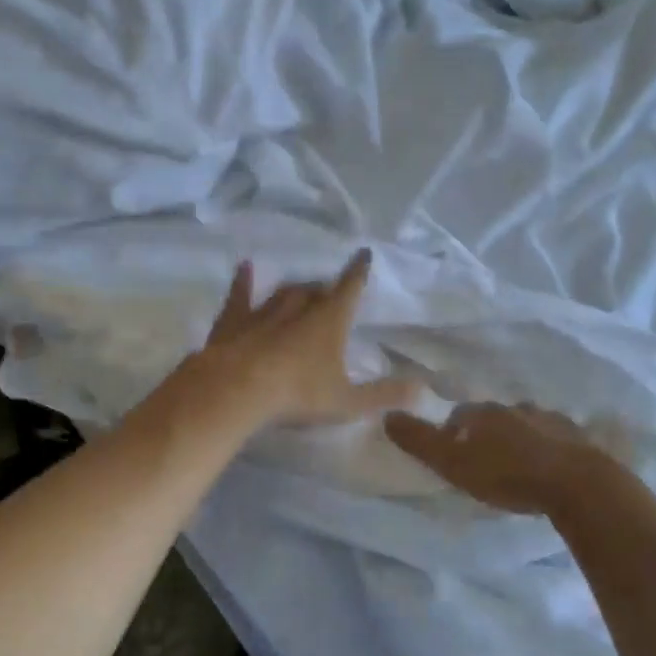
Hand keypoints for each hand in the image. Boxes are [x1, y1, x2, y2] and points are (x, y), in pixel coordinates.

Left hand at [191, 250, 417, 428]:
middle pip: (314, 291)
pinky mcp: (233, 321)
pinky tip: (244, 267)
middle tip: (328, 291)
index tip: (363, 253)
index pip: (349, 289)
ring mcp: (263, 312)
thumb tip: (422, 389)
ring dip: (294, 290)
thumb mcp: (347, 401)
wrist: (237, 389)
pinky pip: (241, 296)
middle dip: (324, 289)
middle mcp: (298, 308)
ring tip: (300, 289)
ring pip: (283, 293)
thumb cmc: (298, 394)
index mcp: (329, 322)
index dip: (358, 271)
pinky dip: (243, 282)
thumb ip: (384, 395)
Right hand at [384, 401, 607, 513]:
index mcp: (484, 413)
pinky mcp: (577, 437)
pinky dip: (546, 447)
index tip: (452, 454)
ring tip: (516, 463)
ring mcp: (549, 419)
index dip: (452, 433)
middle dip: (485, 434)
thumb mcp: (453, 463)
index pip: (459, 417)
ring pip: (524, 424)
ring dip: (517, 438)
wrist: (577, 484)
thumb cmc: (508, 475)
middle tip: (483, 460)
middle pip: (492, 417)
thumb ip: (420, 442)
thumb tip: (387, 416)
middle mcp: (515, 408)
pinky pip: (554, 437)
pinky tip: (548, 466)